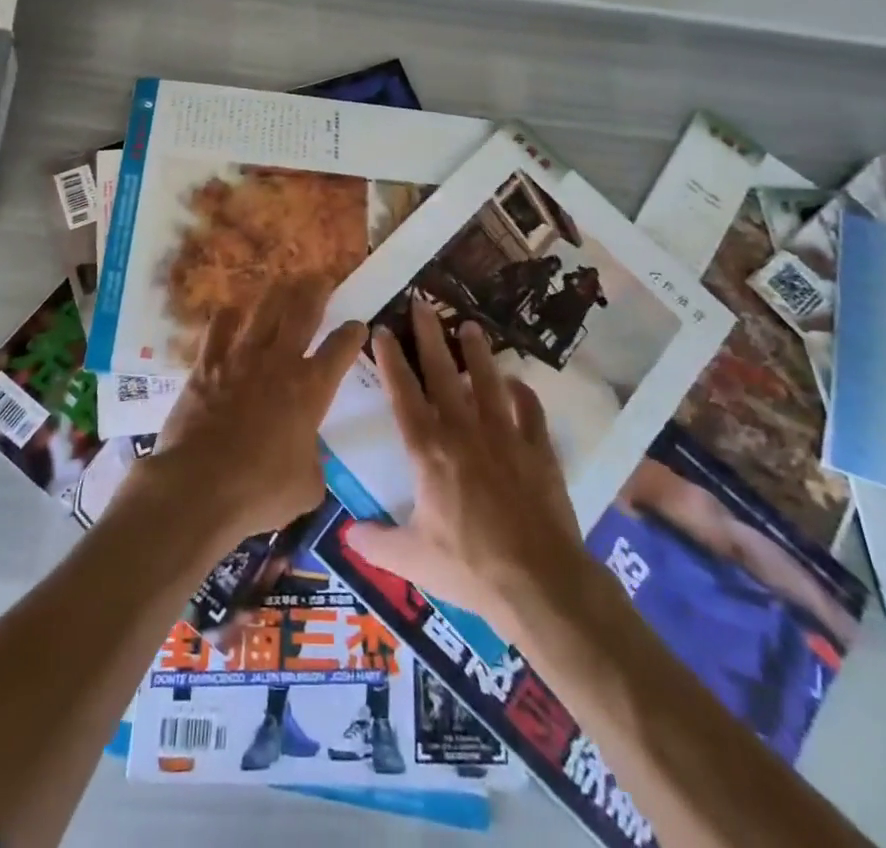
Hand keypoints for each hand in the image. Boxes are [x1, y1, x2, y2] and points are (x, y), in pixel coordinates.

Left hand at [143, 275, 366, 540]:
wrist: (198, 487)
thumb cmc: (260, 492)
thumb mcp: (306, 487)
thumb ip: (313, 463)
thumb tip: (309, 458)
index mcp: (311, 389)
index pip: (340, 348)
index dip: (352, 333)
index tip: (358, 324)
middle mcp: (279, 362)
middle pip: (302, 312)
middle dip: (316, 291)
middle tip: (322, 278)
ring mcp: (240, 358)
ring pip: (263, 310)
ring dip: (277, 293)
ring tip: (285, 281)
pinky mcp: (206, 364)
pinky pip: (219, 328)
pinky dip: (228, 317)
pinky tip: (231, 312)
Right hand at [346, 297, 590, 635]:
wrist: (540, 583)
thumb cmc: (470, 569)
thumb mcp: (412, 560)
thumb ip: (376, 543)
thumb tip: (345, 534)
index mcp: (428, 452)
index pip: (403, 394)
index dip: (391, 360)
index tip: (383, 329)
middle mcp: (464, 432)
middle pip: (443, 373)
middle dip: (430, 335)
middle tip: (423, 302)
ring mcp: (505, 437)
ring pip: (487, 382)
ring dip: (477, 352)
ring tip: (470, 326)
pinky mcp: (538, 450)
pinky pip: (530, 411)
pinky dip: (522, 393)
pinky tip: (516, 383)